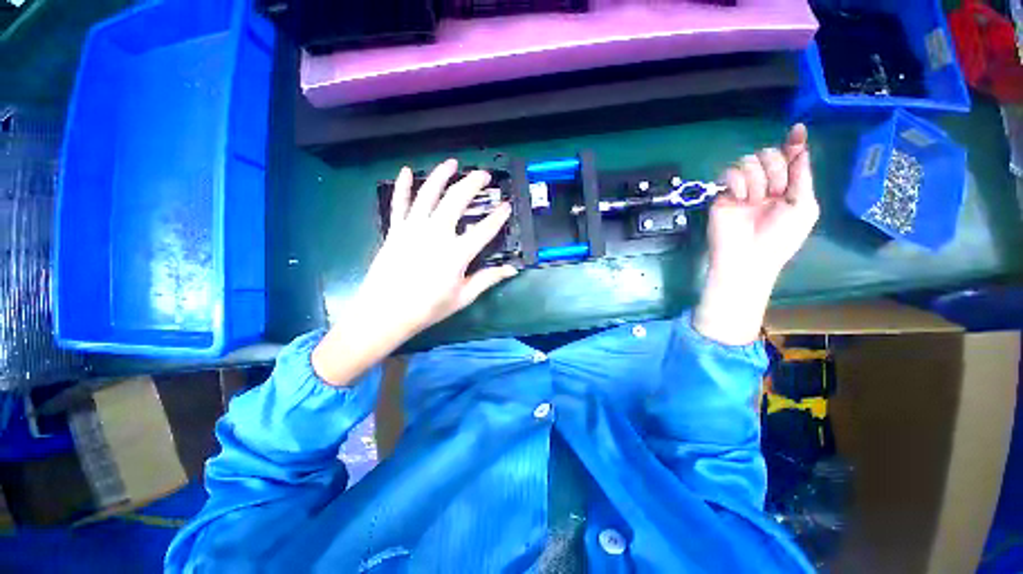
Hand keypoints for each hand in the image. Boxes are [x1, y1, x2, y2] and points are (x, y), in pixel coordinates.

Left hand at [312, 159, 516, 384]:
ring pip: (429, 194)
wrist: (385, 313)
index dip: (498, 217)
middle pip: (457, 200)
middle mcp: (436, 234)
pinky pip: (399, 203)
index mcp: (456, 253)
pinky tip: (407, 171)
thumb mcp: (463, 297)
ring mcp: (413, 229)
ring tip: (452, 163)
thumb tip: (512, 270)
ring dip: (442, 175)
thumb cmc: (427, 308)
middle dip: (472, 184)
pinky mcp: (395, 230)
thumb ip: (487, 279)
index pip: (484, 230)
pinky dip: (403, 186)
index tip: (507, 206)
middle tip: (483, 175)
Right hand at [694, 124, 819, 344]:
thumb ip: (802, 176)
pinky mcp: (722, 194)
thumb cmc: (780, 237)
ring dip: (758, 178)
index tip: (798, 130)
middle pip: (769, 154)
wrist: (747, 257)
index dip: (794, 143)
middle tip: (776, 191)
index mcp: (787, 187)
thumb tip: (801, 146)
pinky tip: (741, 197)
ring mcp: (742, 188)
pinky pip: (729, 173)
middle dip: (776, 168)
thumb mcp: (803, 206)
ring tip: (755, 200)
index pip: (789, 158)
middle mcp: (764, 184)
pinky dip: (738, 181)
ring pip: (749, 160)